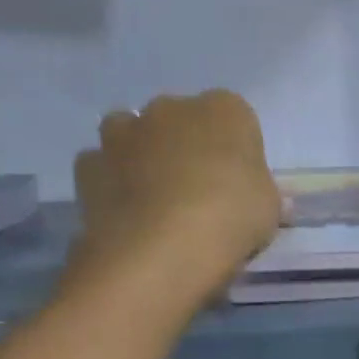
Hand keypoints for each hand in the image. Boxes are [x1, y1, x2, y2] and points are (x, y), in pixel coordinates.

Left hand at [69, 89, 281, 306]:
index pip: (235, 119)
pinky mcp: (88, 165)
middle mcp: (171, 108)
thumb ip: (262, 195)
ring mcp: (124, 132)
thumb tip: (260, 199)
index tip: (237, 185)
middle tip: (197, 193)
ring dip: (141, 156)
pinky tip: (125, 214)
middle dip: (184, 147)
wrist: (161, 250)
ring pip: (132, 134)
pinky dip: (110, 183)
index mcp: (224, 110)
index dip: (235, 152)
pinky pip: (102, 167)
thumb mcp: (269, 211)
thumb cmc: (231, 219)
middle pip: (180, 121)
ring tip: (154, 201)